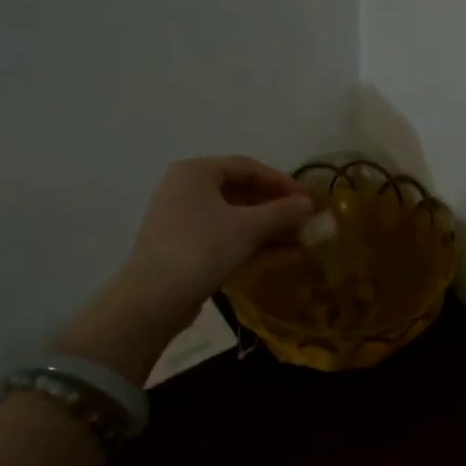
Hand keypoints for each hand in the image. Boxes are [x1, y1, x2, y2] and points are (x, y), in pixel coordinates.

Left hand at [122, 155, 313, 312]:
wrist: (156, 298)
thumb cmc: (203, 247)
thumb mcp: (248, 227)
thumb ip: (282, 212)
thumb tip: (309, 204)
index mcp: (196, 172)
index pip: (247, 167)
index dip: (281, 182)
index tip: (308, 198)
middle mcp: (186, 190)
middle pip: (241, 194)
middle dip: (277, 210)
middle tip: (306, 222)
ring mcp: (185, 222)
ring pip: (236, 220)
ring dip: (270, 231)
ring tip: (303, 242)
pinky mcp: (187, 250)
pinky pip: (227, 239)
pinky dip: (254, 246)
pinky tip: (287, 258)